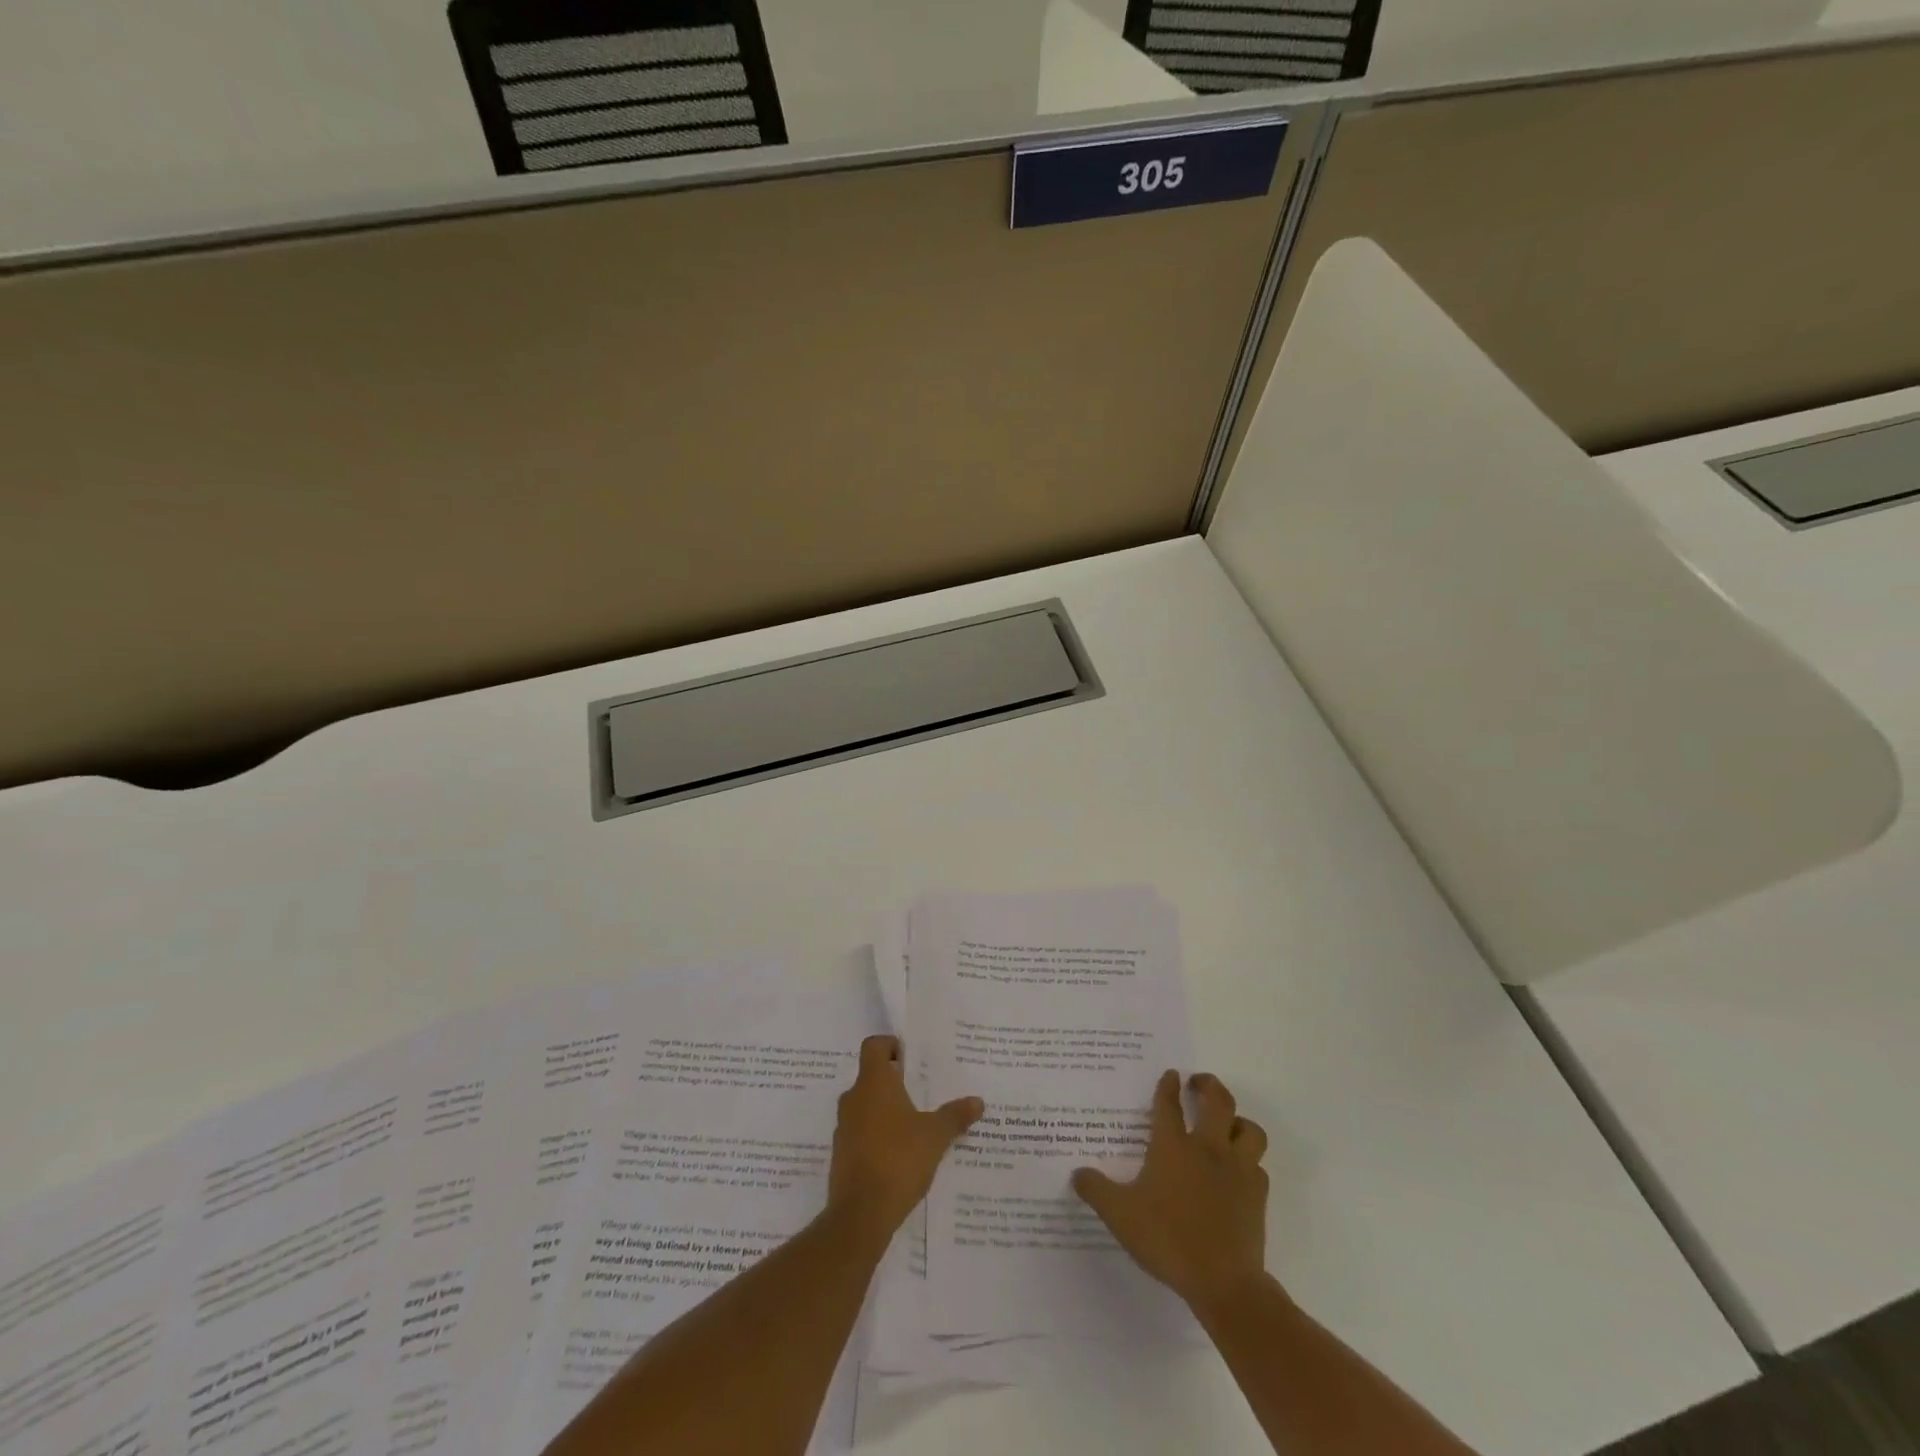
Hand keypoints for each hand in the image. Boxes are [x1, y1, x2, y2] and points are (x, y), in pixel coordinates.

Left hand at [828, 1035, 983, 1245]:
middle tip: (922, 1090)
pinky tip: (901, 1154)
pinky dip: (878, 1136)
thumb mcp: (935, 1136)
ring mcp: (844, 1128)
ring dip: (887, 1110)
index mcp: (873, 1083)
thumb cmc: (899, 1159)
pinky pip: (861, 1133)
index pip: (874, 1046)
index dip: (890, 1045)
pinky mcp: (842, 1155)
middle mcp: (854, 1099)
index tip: (910, 1057)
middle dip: (895, 1081)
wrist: (861, 1214)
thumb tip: (978, 1101)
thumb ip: (955, 1115)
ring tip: (916, 1124)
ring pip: (866, 1106)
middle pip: (871, 1076)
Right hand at [1072, 1070, 1269, 1315]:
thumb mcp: (1120, 1215)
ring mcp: (1238, 1169)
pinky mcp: (1258, 1195)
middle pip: (1217, 1101)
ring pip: (1250, 1129)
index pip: (1169, 1104)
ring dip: (1238, 1121)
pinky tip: (1239, 1172)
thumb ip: (1096, 1190)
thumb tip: (1076, 1173)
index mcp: (1174, 1146)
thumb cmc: (1168, 1239)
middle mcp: (1208, 1148)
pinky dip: (1250, 1162)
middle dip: (1209, 1085)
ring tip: (1226, 1125)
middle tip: (1198, 1083)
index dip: (1168, 1086)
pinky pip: (1258, 1166)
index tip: (1171, 1074)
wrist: (1223, 1281)